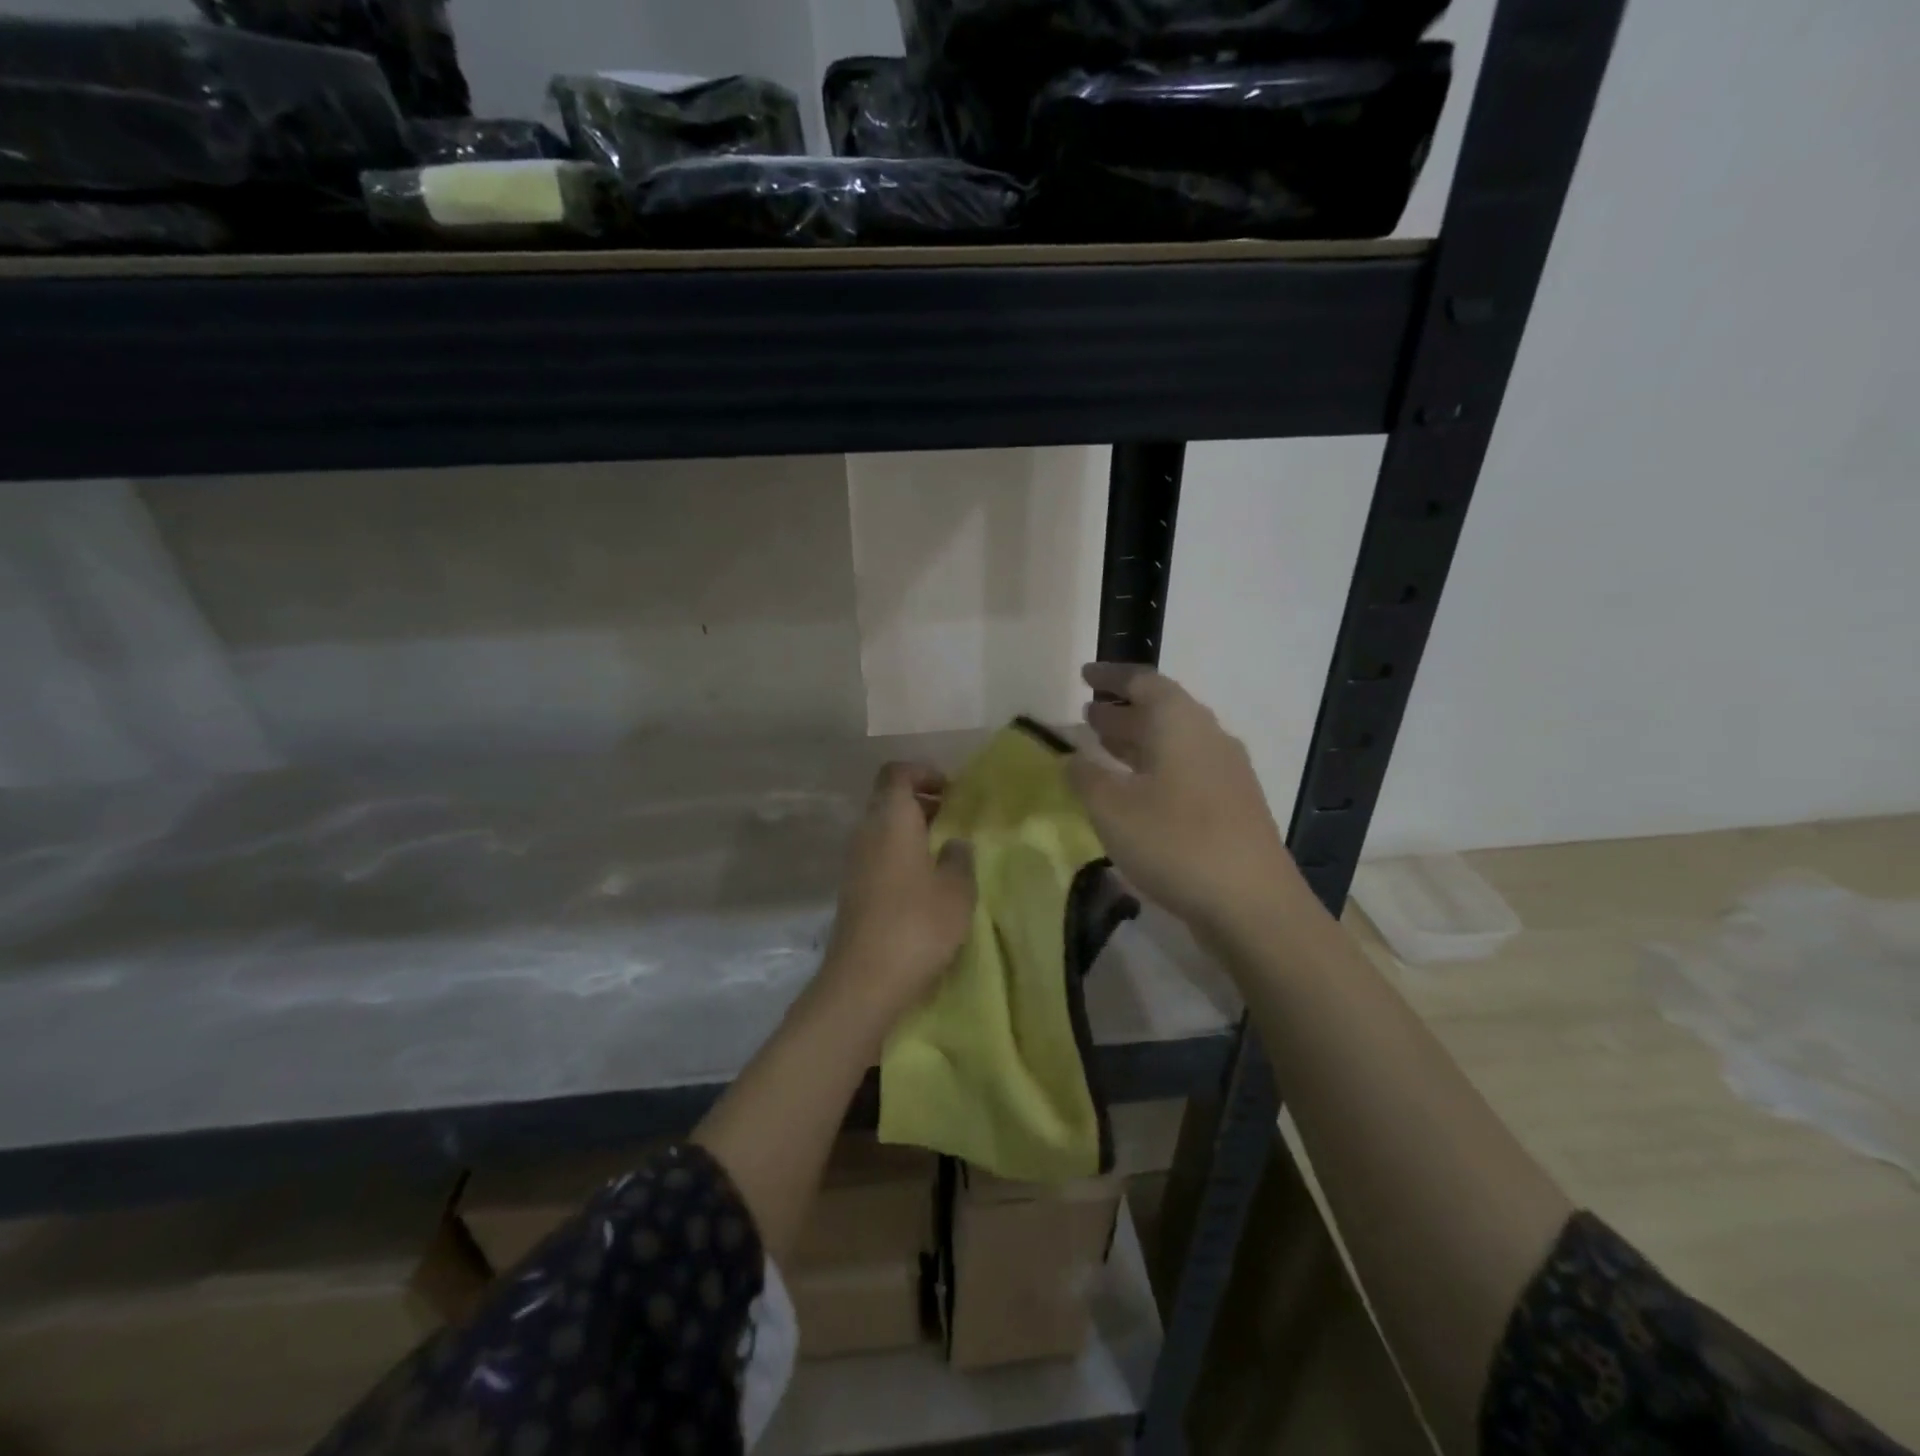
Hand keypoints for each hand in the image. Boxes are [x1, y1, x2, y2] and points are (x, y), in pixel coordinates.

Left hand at [817, 762, 975, 1032]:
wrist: (865, 979)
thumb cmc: (918, 924)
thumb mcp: (957, 889)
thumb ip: (960, 857)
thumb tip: (954, 842)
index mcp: (891, 819)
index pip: (897, 773)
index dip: (923, 772)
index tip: (951, 791)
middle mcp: (866, 831)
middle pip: (889, 799)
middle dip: (922, 802)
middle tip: (955, 820)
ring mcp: (854, 861)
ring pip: (883, 828)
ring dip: (912, 830)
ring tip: (946, 852)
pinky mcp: (852, 889)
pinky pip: (878, 854)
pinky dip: (901, 854)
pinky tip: (926, 882)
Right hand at [1069, 662, 1304, 939]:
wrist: (1251, 903)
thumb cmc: (1174, 842)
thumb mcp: (1112, 808)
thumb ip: (1085, 776)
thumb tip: (1070, 756)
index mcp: (1180, 722)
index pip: (1143, 682)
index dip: (1111, 677)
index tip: (1085, 675)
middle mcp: (1208, 736)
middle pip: (1161, 710)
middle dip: (1121, 712)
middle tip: (1087, 715)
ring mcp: (1226, 772)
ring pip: (1173, 742)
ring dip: (1137, 741)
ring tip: (1102, 748)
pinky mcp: (1233, 804)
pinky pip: (1185, 769)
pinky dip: (1154, 768)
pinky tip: (1135, 792)